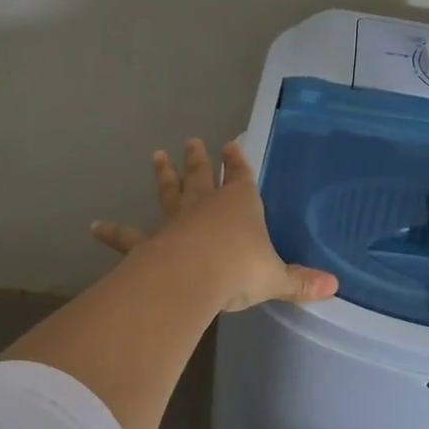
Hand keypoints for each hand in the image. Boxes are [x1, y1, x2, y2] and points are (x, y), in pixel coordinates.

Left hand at [92, 139, 338, 312]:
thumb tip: (334, 288)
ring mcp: (175, 221)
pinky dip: (112, 231)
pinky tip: (94, 226)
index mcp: (241, 205)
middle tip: (192, 141)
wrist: (193, 277)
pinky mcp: (149, 243)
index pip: (242, 176)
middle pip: (203, 176)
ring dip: (164, 175)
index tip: (232, 143)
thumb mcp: (276, 278)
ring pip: (169, 193)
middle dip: (200, 159)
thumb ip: (301, 282)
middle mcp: (207, 205)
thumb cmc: (240, 270)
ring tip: (157, 155)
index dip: (239, 162)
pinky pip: (129, 236)